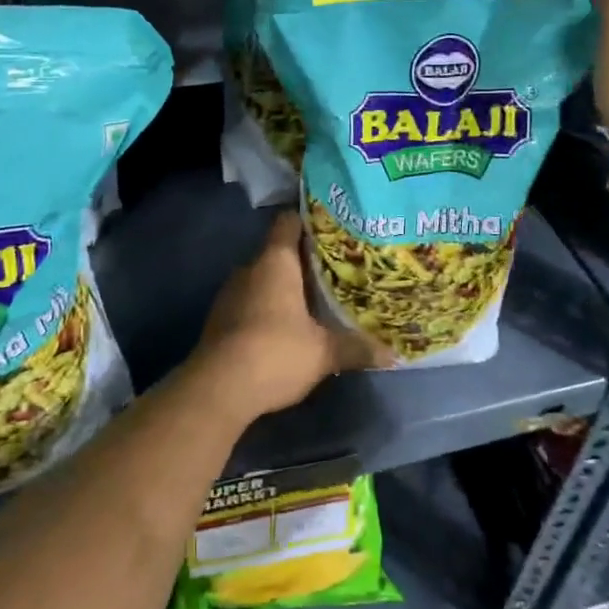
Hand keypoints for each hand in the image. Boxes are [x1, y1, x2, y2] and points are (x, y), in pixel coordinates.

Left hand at [190, 211, 379, 420]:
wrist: (217, 388)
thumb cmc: (275, 353)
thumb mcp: (324, 353)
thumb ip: (356, 348)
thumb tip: (391, 354)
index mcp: (275, 261)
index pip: (288, 222)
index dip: (309, 220)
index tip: (332, 227)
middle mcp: (249, 268)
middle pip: (278, 252)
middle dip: (304, 261)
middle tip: (335, 270)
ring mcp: (230, 293)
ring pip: (263, 279)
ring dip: (284, 287)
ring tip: (314, 299)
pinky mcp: (219, 318)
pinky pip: (250, 301)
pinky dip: (267, 308)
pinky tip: (286, 327)